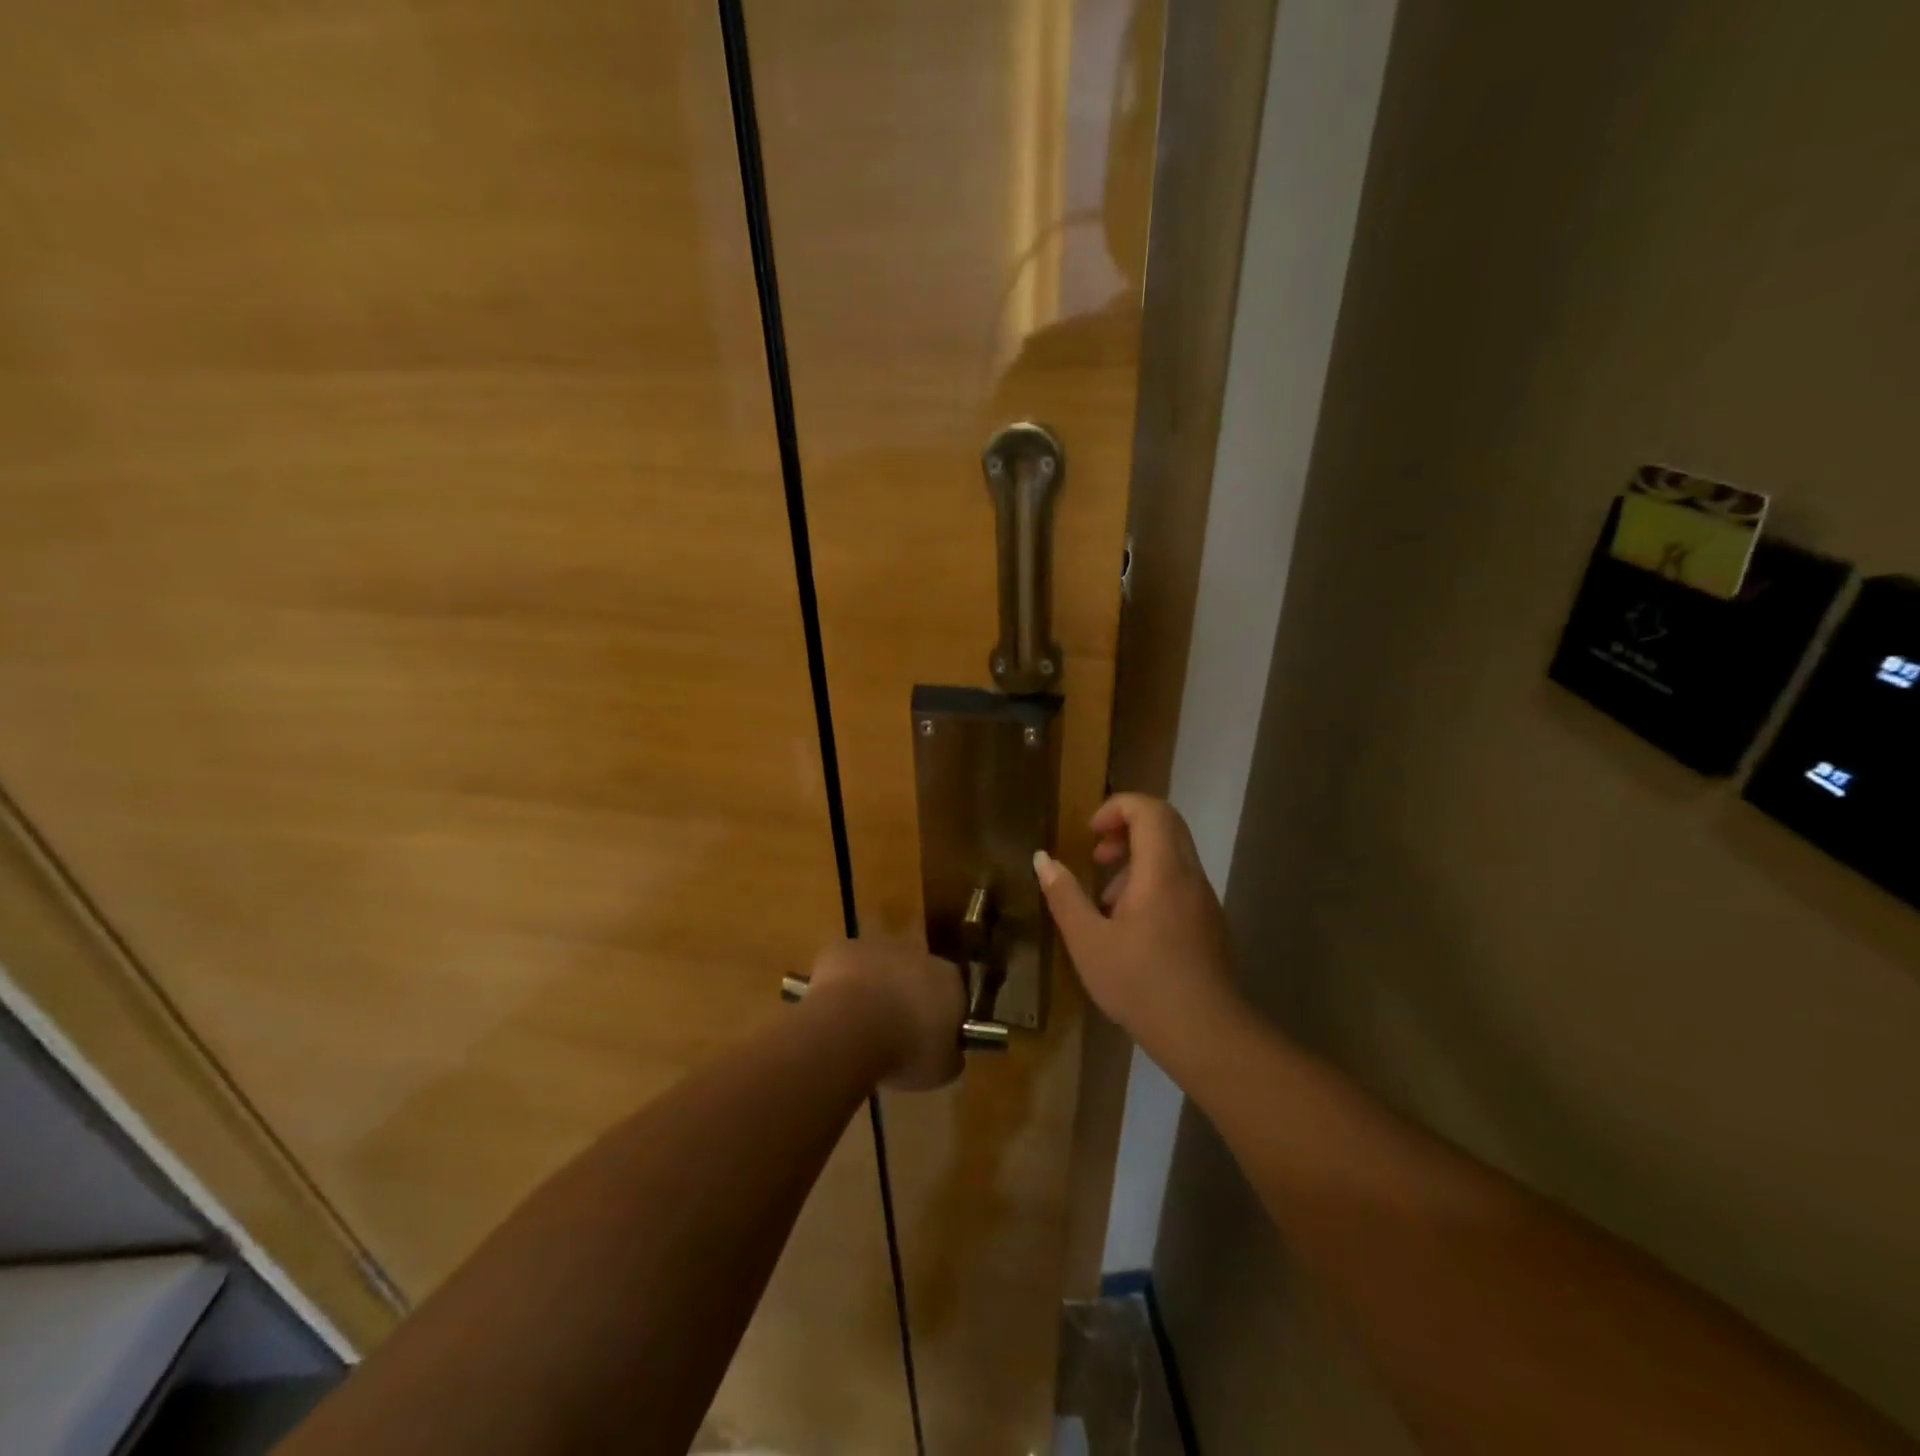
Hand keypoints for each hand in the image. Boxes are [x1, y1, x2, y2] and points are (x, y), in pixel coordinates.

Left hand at [805, 938, 965, 1090]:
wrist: (851, 1027)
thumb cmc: (906, 1051)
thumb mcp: (941, 1070)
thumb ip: (950, 1057)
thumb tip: (950, 1054)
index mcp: (949, 980)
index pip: (954, 995)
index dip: (942, 1019)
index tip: (930, 1043)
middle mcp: (917, 954)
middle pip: (916, 975)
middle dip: (907, 999)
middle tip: (894, 1035)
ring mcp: (878, 947)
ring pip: (880, 968)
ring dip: (875, 990)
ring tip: (860, 1028)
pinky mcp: (843, 948)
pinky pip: (846, 968)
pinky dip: (841, 987)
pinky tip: (835, 1014)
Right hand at [1034, 794, 1241, 1072]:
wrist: (1205, 1033)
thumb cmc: (1140, 983)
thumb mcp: (1088, 941)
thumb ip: (1063, 895)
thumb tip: (1042, 858)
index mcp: (1162, 870)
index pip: (1150, 809)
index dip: (1117, 807)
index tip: (1090, 833)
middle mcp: (1189, 875)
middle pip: (1165, 825)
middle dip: (1126, 829)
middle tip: (1096, 856)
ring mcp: (1204, 899)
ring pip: (1173, 855)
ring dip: (1136, 861)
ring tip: (1105, 901)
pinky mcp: (1209, 923)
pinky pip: (1179, 882)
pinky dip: (1151, 884)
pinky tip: (1128, 928)